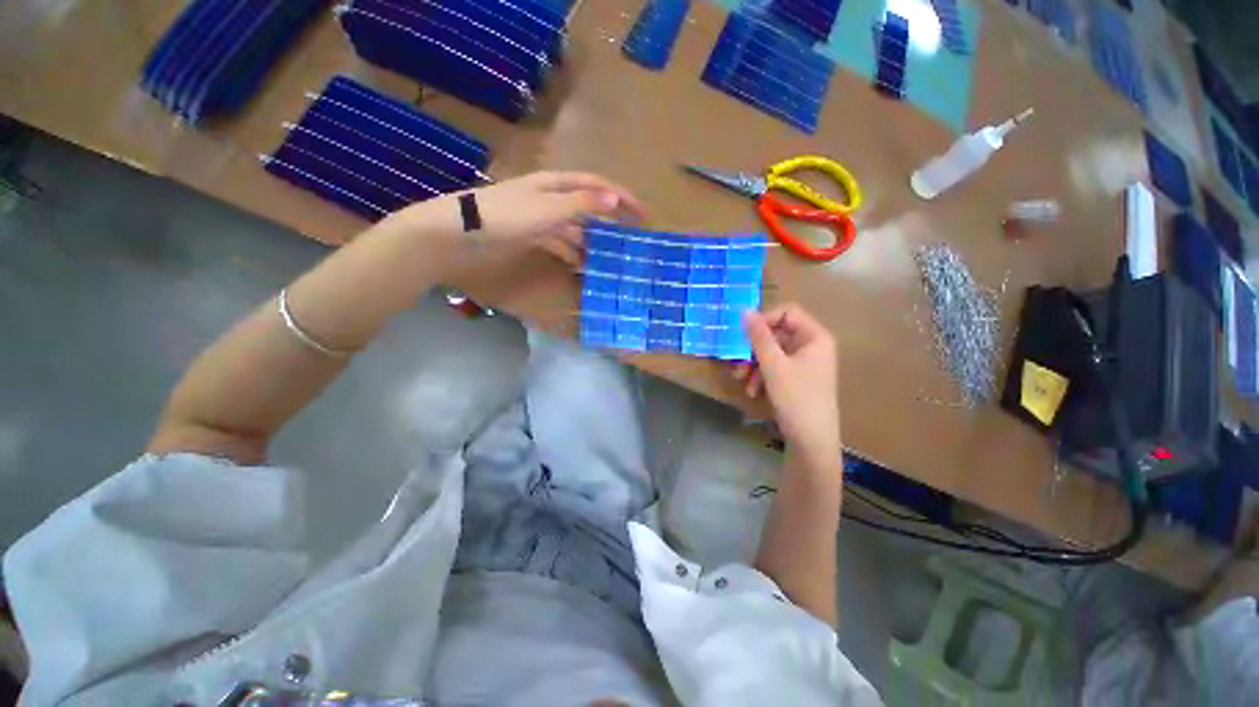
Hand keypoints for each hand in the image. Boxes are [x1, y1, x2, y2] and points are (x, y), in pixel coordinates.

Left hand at [428, 171, 643, 264]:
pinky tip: (581, 266)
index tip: (642, 215)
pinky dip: (572, 254)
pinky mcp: (530, 237)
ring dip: (592, 242)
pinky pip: (559, 244)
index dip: (621, 197)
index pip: (597, 186)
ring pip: (575, 229)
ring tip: (609, 260)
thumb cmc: (503, 217)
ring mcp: (540, 220)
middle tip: (630, 240)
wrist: (456, 234)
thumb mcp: (546, 209)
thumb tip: (615, 197)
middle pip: (588, 207)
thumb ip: (580, 204)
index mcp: (555, 185)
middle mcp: (550, 199)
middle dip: (610, 221)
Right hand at [734, 304, 840, 459]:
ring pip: (773, 352)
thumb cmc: (796, 398)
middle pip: (777, 334)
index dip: (764, 319)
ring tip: (741, 380)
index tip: (743, 333)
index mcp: (815, 337)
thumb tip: (746, 311)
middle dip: (754, 349)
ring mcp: (805, 362)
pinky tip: (752, 390)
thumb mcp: (773, 365)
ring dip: (754, 364)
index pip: (787, 312)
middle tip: (737, 360)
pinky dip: (762, 375)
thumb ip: (759, 337)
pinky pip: (776, 367)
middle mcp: (812, 345)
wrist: (812, 440)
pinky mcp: (797, 377)